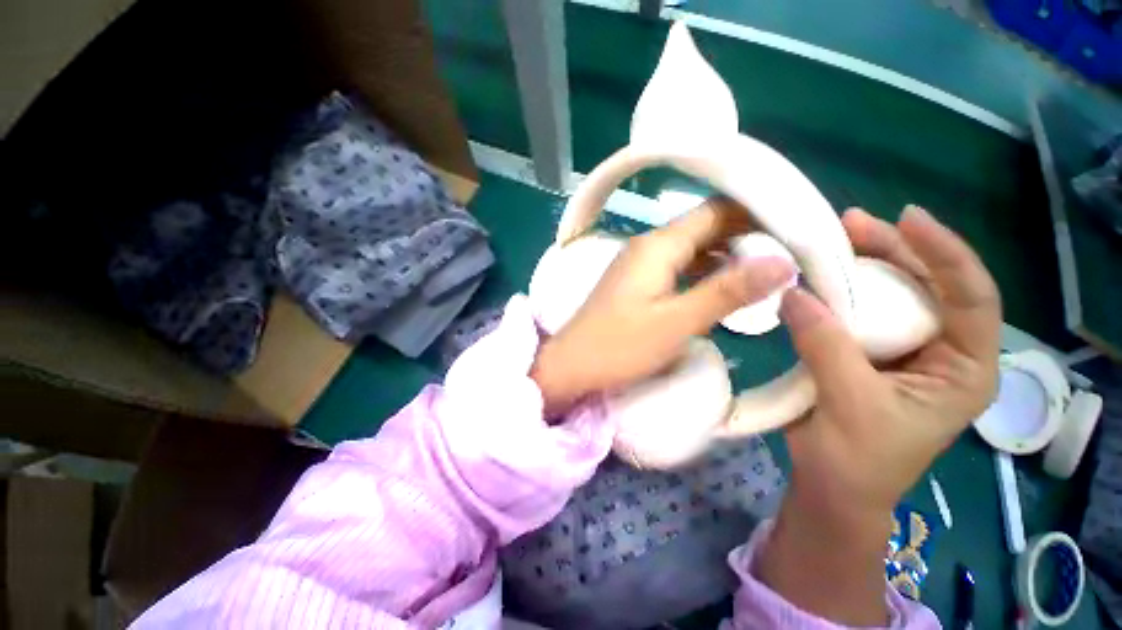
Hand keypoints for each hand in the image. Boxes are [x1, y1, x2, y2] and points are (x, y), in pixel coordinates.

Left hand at [531, 197, 794, 412]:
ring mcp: (639, 264)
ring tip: (765, 271)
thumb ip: (727, 291)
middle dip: (745, 236)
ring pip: (691, 249)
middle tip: (788, 253)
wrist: (571, 365)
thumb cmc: (619, 346)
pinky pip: (677, 268)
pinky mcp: (636, 283)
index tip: (795, 229)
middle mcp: (648, 246)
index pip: (716, 211)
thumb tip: (783, 262)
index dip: (756, 214)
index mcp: (658, 245)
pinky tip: (722, 288)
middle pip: (704, 228)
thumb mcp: (677, 322)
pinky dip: (703, 273)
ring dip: (725, 256)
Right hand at [782, 205, 1000, 518]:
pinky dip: (838, 291)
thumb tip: (792, 293)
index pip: (972, 299)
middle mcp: (942, 351)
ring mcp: (903, 350)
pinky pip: (858, 311)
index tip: (908, 219)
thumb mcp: (850, 405)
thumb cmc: (856, 459)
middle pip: (929, 286)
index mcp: (964, 369)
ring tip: (835, 239)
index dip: (946, 254)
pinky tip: (819, 277)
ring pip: (892, 294)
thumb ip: (825, 346)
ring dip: (864, 265)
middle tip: (853, 223)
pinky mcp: (867, 351)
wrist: (831, 485)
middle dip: (896, 250)